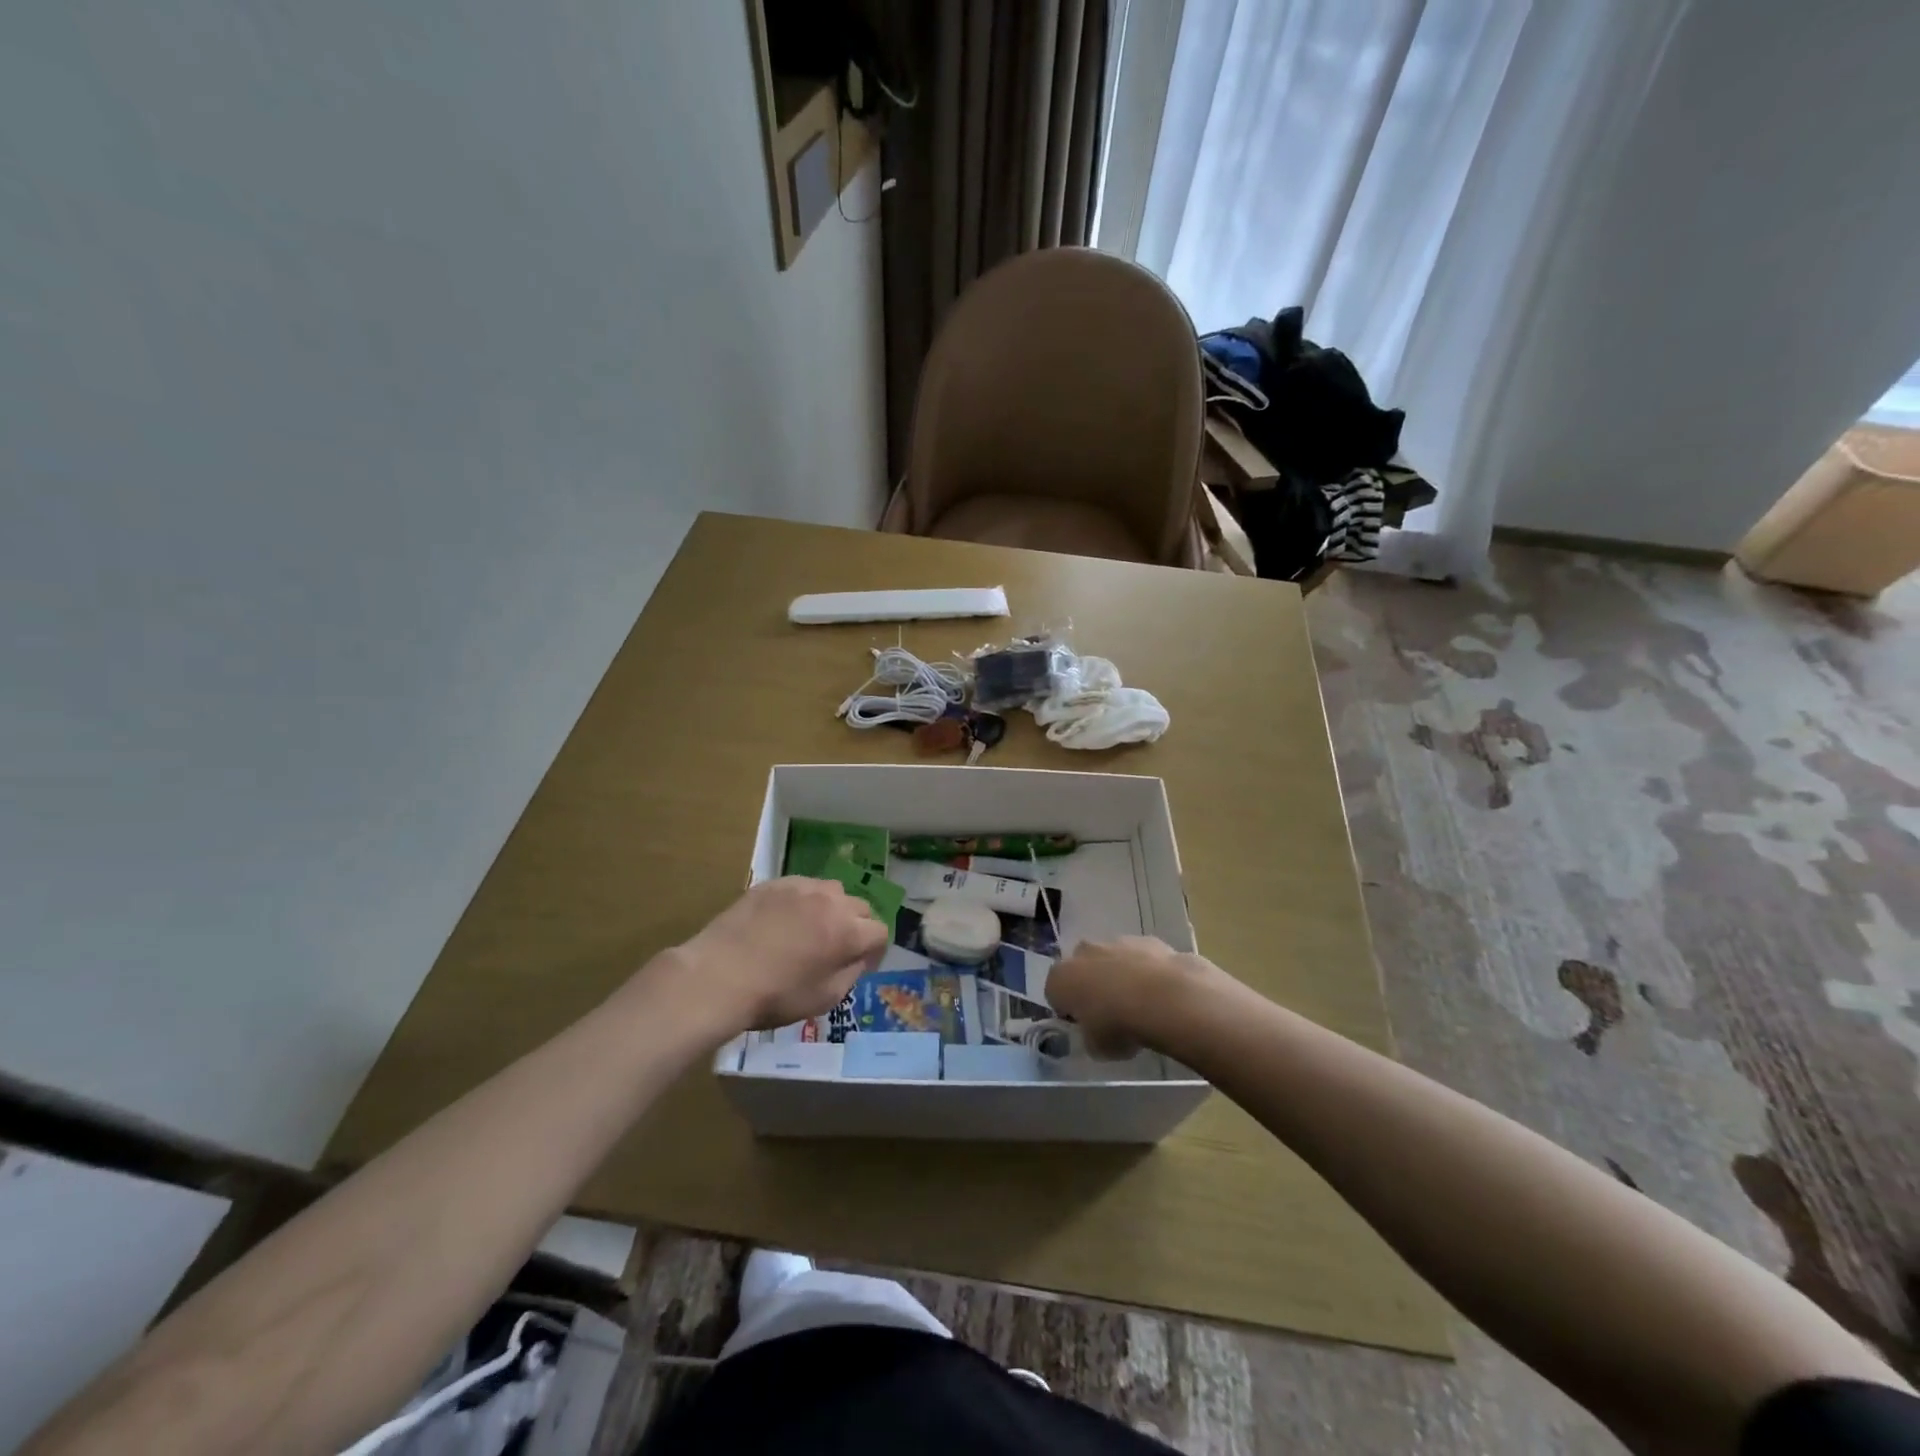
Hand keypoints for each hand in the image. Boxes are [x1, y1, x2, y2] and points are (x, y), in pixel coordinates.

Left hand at [674, 877, 889, 1032]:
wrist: (718, 976)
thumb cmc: (774, 995)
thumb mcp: (824, 998)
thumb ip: (851, 974)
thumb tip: (859, 958)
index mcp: (848, 931)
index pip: (880, 932)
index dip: (875, 951)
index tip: (861, 965)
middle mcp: (831, 900)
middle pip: (860, 907)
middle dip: (856, 926)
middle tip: (837, 947)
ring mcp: (801, 886)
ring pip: (832, 891)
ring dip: (832, 908)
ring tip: (812, 928)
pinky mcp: (775, 883)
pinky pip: (802, 887)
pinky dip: (803, 901)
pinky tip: (784, 920)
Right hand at [1046, 937, 1234, 1057]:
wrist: (1162, 998)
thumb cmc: (1118, 1025)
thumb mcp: (1096, 1047)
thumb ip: (1091, 1036)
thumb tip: (1097, 1032)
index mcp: (1060, 978)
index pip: (1055, 994)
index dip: (1069, 1011)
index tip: (1084, 1025)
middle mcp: (1082, 953)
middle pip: (1081, 969)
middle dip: (1091, 985)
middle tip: (1109, 1011)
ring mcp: (1114, 942)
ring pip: (1110, 959)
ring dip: (1118, 975)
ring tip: (1139, 1003)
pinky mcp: (1145, 940)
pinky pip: (1138, 957)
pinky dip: (1144, 970)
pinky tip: (1159, 992)